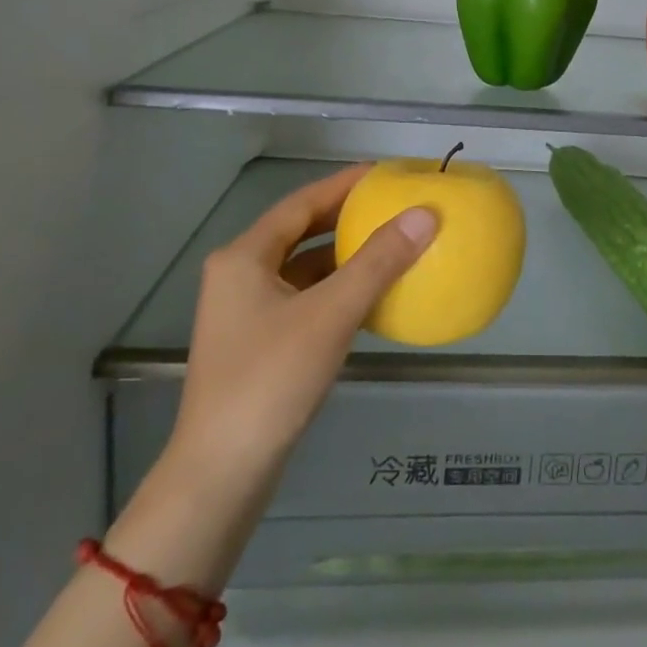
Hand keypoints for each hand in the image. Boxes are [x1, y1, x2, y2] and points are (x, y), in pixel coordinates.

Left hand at [159, 165, 436, 501]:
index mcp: (244, 257)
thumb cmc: (271, 380)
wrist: (221, 473)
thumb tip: (425, 214)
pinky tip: (368, 294)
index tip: (385, 173)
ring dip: (342, 253)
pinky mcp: (256, 341)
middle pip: (299, 230)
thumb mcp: (332, 314)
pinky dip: (334, 287)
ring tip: (388, 242)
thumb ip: (379, 262)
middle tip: (392, 204)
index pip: (302, 202)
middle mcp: (238, 274)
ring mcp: (244, 310)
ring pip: (301, 265)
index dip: (344, 184)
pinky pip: (302, 296)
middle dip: (345, 216)